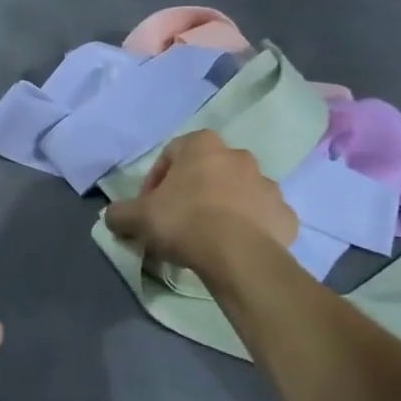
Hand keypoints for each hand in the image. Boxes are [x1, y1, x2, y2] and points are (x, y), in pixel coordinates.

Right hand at [103, 130, 297, 276]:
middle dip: (191, 193)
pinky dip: (249, 229)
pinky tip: (233, 248)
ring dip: (222, 209)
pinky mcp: (286, 215)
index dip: (155, 182)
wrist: (238, 255)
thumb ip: (119, 212)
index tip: (150, 208)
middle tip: (177, 223)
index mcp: (202, 145)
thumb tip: (114, 216)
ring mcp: (268, 185)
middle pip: (207, 172)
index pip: (171, 154)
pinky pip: (262, 218)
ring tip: (207, 239)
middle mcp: (238, 156)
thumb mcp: (136, 217)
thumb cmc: (184, 222)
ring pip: (237, 193)